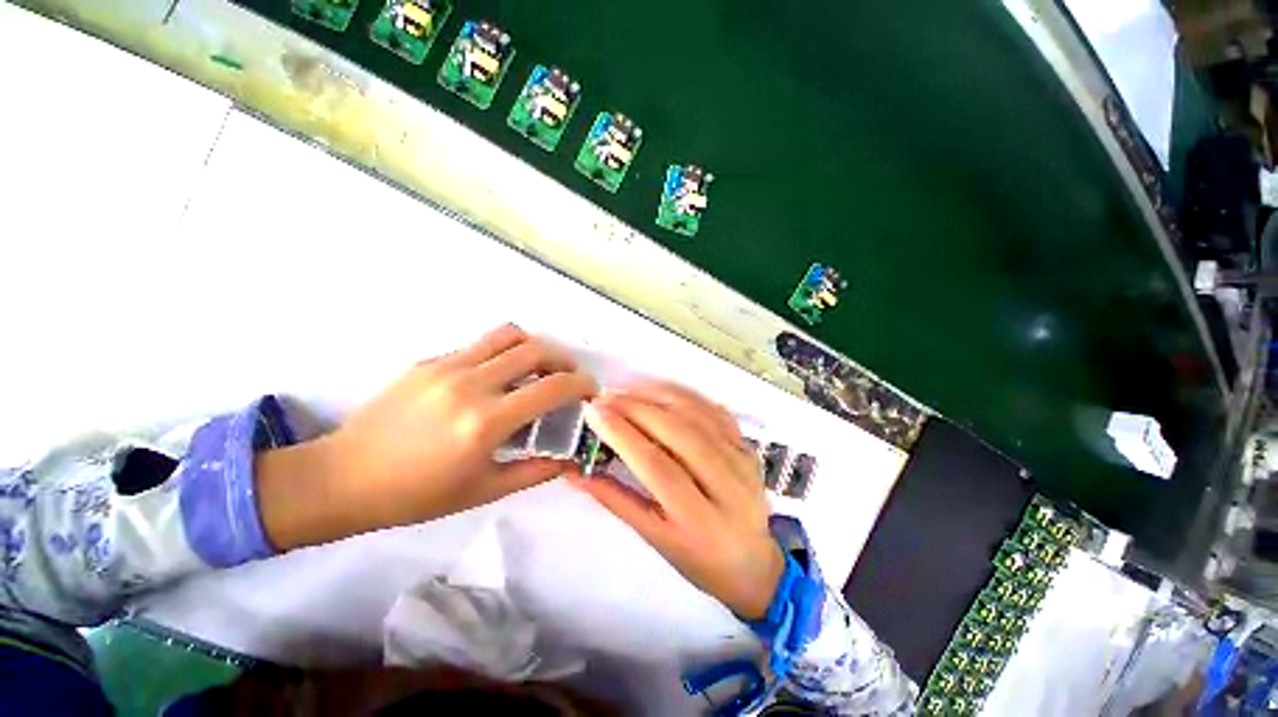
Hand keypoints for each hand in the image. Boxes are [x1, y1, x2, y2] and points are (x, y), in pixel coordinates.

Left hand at [258, 324, 597, 549]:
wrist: (343, 478)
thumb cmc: (416, 494)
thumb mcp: (484, 491)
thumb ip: (536, 471)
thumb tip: (572, 460)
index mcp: (485, 422)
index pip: (552, 387)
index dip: (581, 385)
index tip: (590, 391)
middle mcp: (470, 384)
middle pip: (536, 349)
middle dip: (565, 359)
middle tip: (570, 375)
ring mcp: (446, 366)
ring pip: (508, 335)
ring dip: (535, 347)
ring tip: (540, 366)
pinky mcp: (428, 361)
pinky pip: (479, 345)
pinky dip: (503, 353)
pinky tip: (499, 376)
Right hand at [570, 382, 783, 619]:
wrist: (753, 564)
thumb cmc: (698, 560)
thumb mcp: (655, 538)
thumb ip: (616, 500)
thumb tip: (576, 472)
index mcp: (699, 522)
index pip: (657, 466)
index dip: (623, 434)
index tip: (594, 412)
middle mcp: (728, 486)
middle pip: (680, 433)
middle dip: (637, 408)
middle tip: (606, 396)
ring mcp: (743, 461)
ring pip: (698, 415)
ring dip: (659, 395)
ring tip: (626, 389)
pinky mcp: (748, 446)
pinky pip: (714, 411)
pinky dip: (685, 395)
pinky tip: (660, 390)